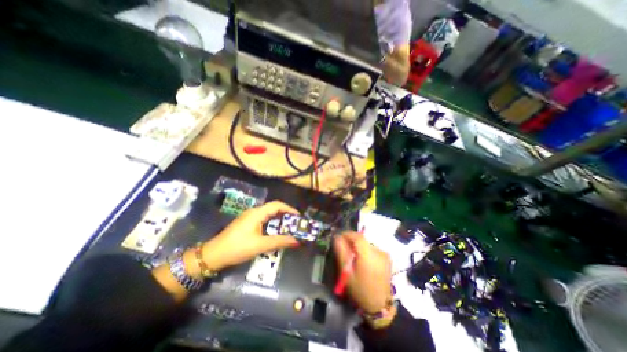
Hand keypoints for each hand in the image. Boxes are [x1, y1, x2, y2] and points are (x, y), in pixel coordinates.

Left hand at [200, 200, 298, 270]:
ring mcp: (249, 217)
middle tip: (296, 224)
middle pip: (274, 209)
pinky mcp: (247, 223)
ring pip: (268, 215)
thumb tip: (297, 241)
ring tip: (288, 228)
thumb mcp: (260, 245)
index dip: (289, 209)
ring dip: (279, 220)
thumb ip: (279, 241)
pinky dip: (272, 224)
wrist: (213, 255)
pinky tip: (275, 232)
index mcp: (257, 213)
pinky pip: (263, 220)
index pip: (277, 205)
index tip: (299, 217)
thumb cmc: (237, 248)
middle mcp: (254, 212)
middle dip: (286, 215)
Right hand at [332, 230, 390, 312]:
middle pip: (362, 239)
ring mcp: (384, 254)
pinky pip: (372, 248)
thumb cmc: (360, 290)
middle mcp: (378, 251)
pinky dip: (364, 250)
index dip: (347, 234)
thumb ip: (342, 253)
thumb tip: (337, 238)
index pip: (357, 236)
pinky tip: (361, 260)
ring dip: (358, 245)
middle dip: (351, 240)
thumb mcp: (347, 273)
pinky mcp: (386, 257)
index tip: (339, 237)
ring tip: (352, 255)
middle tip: (343, 247)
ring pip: (366, 243)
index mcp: (369, 255)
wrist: (380, 305)